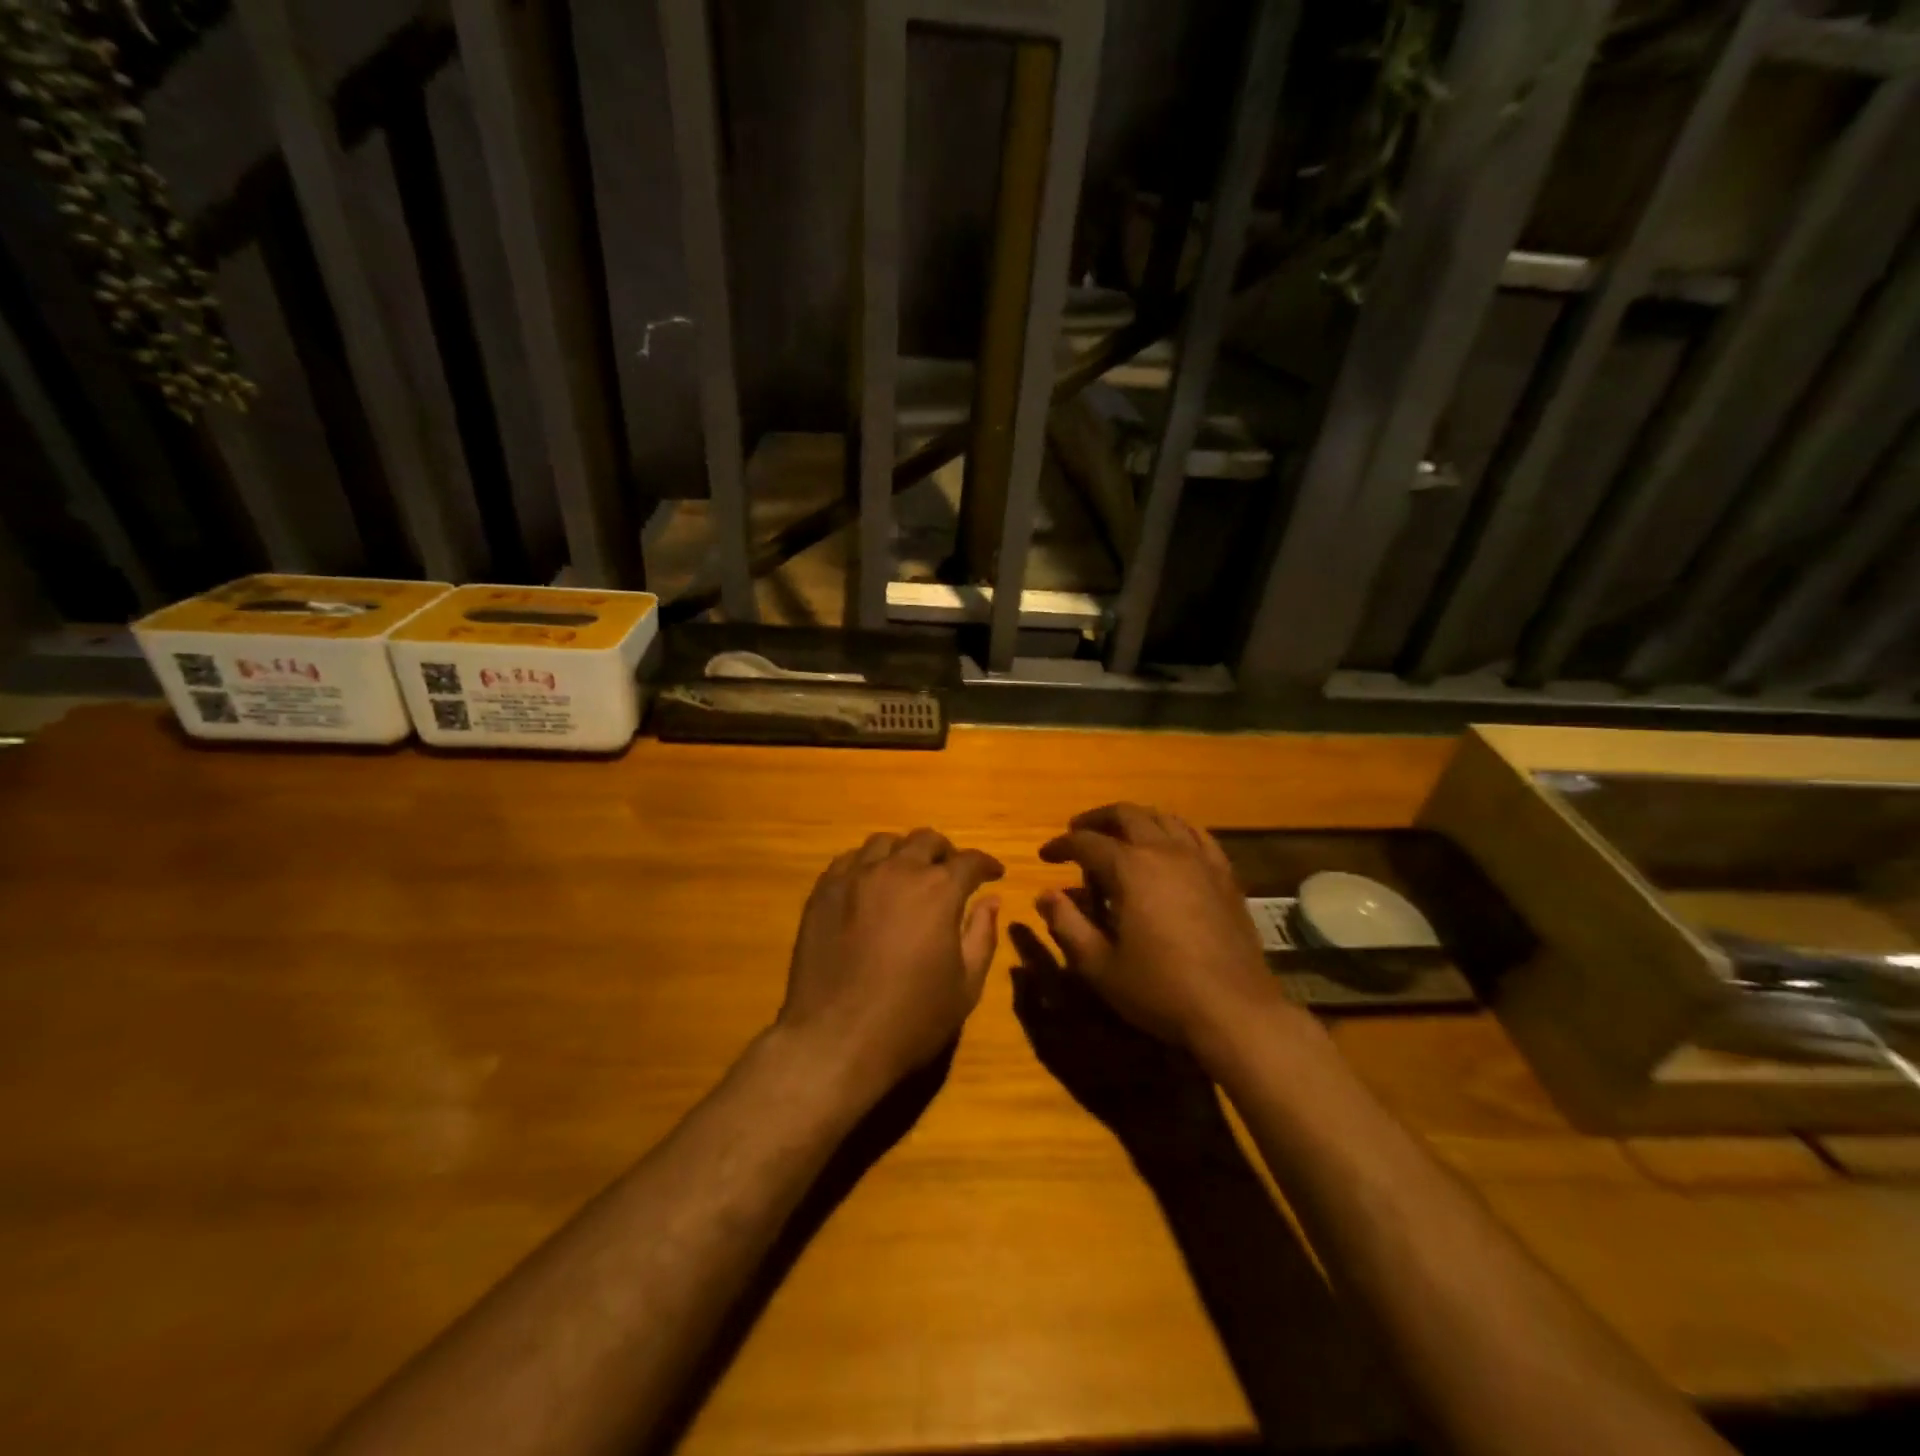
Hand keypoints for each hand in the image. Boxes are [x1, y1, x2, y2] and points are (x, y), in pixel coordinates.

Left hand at [776, 829, 1003, 1101]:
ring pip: (884, 843)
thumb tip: (991, 901)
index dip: (986, 865)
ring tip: (907, 874)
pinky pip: (849, 860)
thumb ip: (982, 936)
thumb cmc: (911, 1018)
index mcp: (939, 890)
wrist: (836, 1039)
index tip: (993, 875)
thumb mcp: (965, 986)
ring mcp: (855, 877)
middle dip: (945, 853)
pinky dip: (867, 864)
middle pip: (926, 841)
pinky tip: (869, 885)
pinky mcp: (823, 891)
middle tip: (950, 873)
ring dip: (904, 853)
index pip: (969, 861)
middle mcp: (898, 870)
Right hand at [1036, 803, 1281, 1056]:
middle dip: (1096, 820)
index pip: (1086, 842)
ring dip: (1134, 819)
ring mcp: (1200, 860)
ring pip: (1162, 818)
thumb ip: (1067, 925)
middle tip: (1077, 834)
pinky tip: (1169, 845)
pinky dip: (1173, 831)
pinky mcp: (1224, 875)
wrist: (1234, 1011)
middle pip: (1125, 815)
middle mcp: (1164, 851)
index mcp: (1130, 868)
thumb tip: (1045, 895)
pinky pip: (1197, 836)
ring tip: (1119, 835)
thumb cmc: (1159, 990)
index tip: (1046, 855)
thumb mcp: (1099, 965)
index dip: (1061, 845)